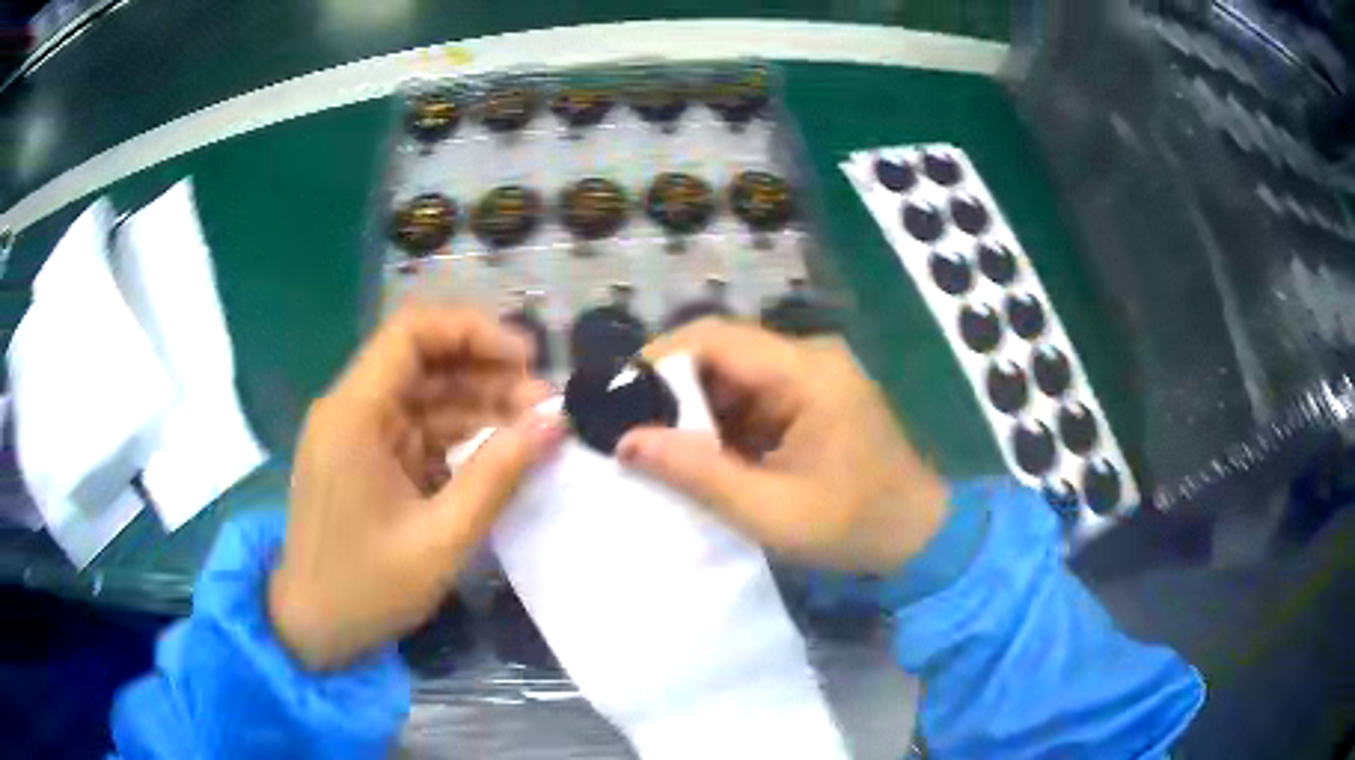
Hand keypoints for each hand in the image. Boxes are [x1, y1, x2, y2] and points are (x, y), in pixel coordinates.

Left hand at [268, 305, 563, 670]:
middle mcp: (352, 410)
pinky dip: (459, 438)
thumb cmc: (366, 588)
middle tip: (545, 406)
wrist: (312, 629)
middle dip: (487, 374)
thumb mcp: (440, 539)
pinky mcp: (366, 460)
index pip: (412, 332)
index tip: (528, 358)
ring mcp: (358, 435)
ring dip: (479, 407)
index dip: (474, 331)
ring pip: (426, 396)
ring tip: (534, 430)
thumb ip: (497, 477)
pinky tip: (498, 455)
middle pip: (424, 361)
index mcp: (354, 413)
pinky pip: (418, 431)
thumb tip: (554, 423)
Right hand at [617, 319, 947, 573]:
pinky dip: (721, 423)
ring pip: (731, 375)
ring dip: (694, 410)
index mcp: (807, 371)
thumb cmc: (854, 526)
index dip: (658, 360)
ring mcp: (812, 376)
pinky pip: (751, 396)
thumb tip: (626, 441)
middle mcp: (809, 357)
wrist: (920, 537)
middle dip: (671, 391)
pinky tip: (700, 456)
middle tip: (630, 433)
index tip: (616, 400)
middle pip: (721, 352)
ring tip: (657, 449)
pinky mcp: (811, 397)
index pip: (715, 338)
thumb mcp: (770, 511)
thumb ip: (698, 474)